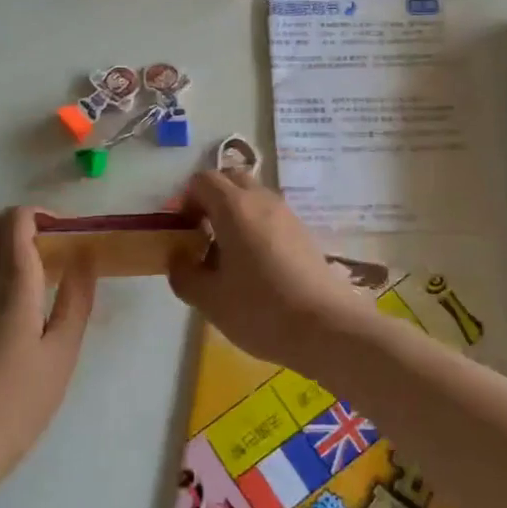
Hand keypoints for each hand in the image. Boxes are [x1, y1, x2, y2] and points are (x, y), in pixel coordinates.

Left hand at [0, 207, 95, 477]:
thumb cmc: (21, 400)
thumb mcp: (63, 352)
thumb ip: (76, 299)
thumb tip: (84, 256)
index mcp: (11, 283)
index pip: (14, 220)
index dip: (40, 214)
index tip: (63, 233)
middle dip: (17, 221)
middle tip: (46, 246)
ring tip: (19, 261)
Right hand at [167, 171, 371, 369]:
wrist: (328, 328)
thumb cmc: (261, 309)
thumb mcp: (209, 299)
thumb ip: (183, 274)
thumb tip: (178, 258)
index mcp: (235, 207)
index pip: (203, 180)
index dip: (185, 200)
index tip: (180, 231)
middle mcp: (262, 200)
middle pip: (230, 179)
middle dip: (210, 200)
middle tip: (200, 235)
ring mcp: (288, 214)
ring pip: (253, 197)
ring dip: (233, 214)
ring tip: (226, 255)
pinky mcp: (304, 233)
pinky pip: (270, 216)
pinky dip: (254, 227)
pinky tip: (254, 267)